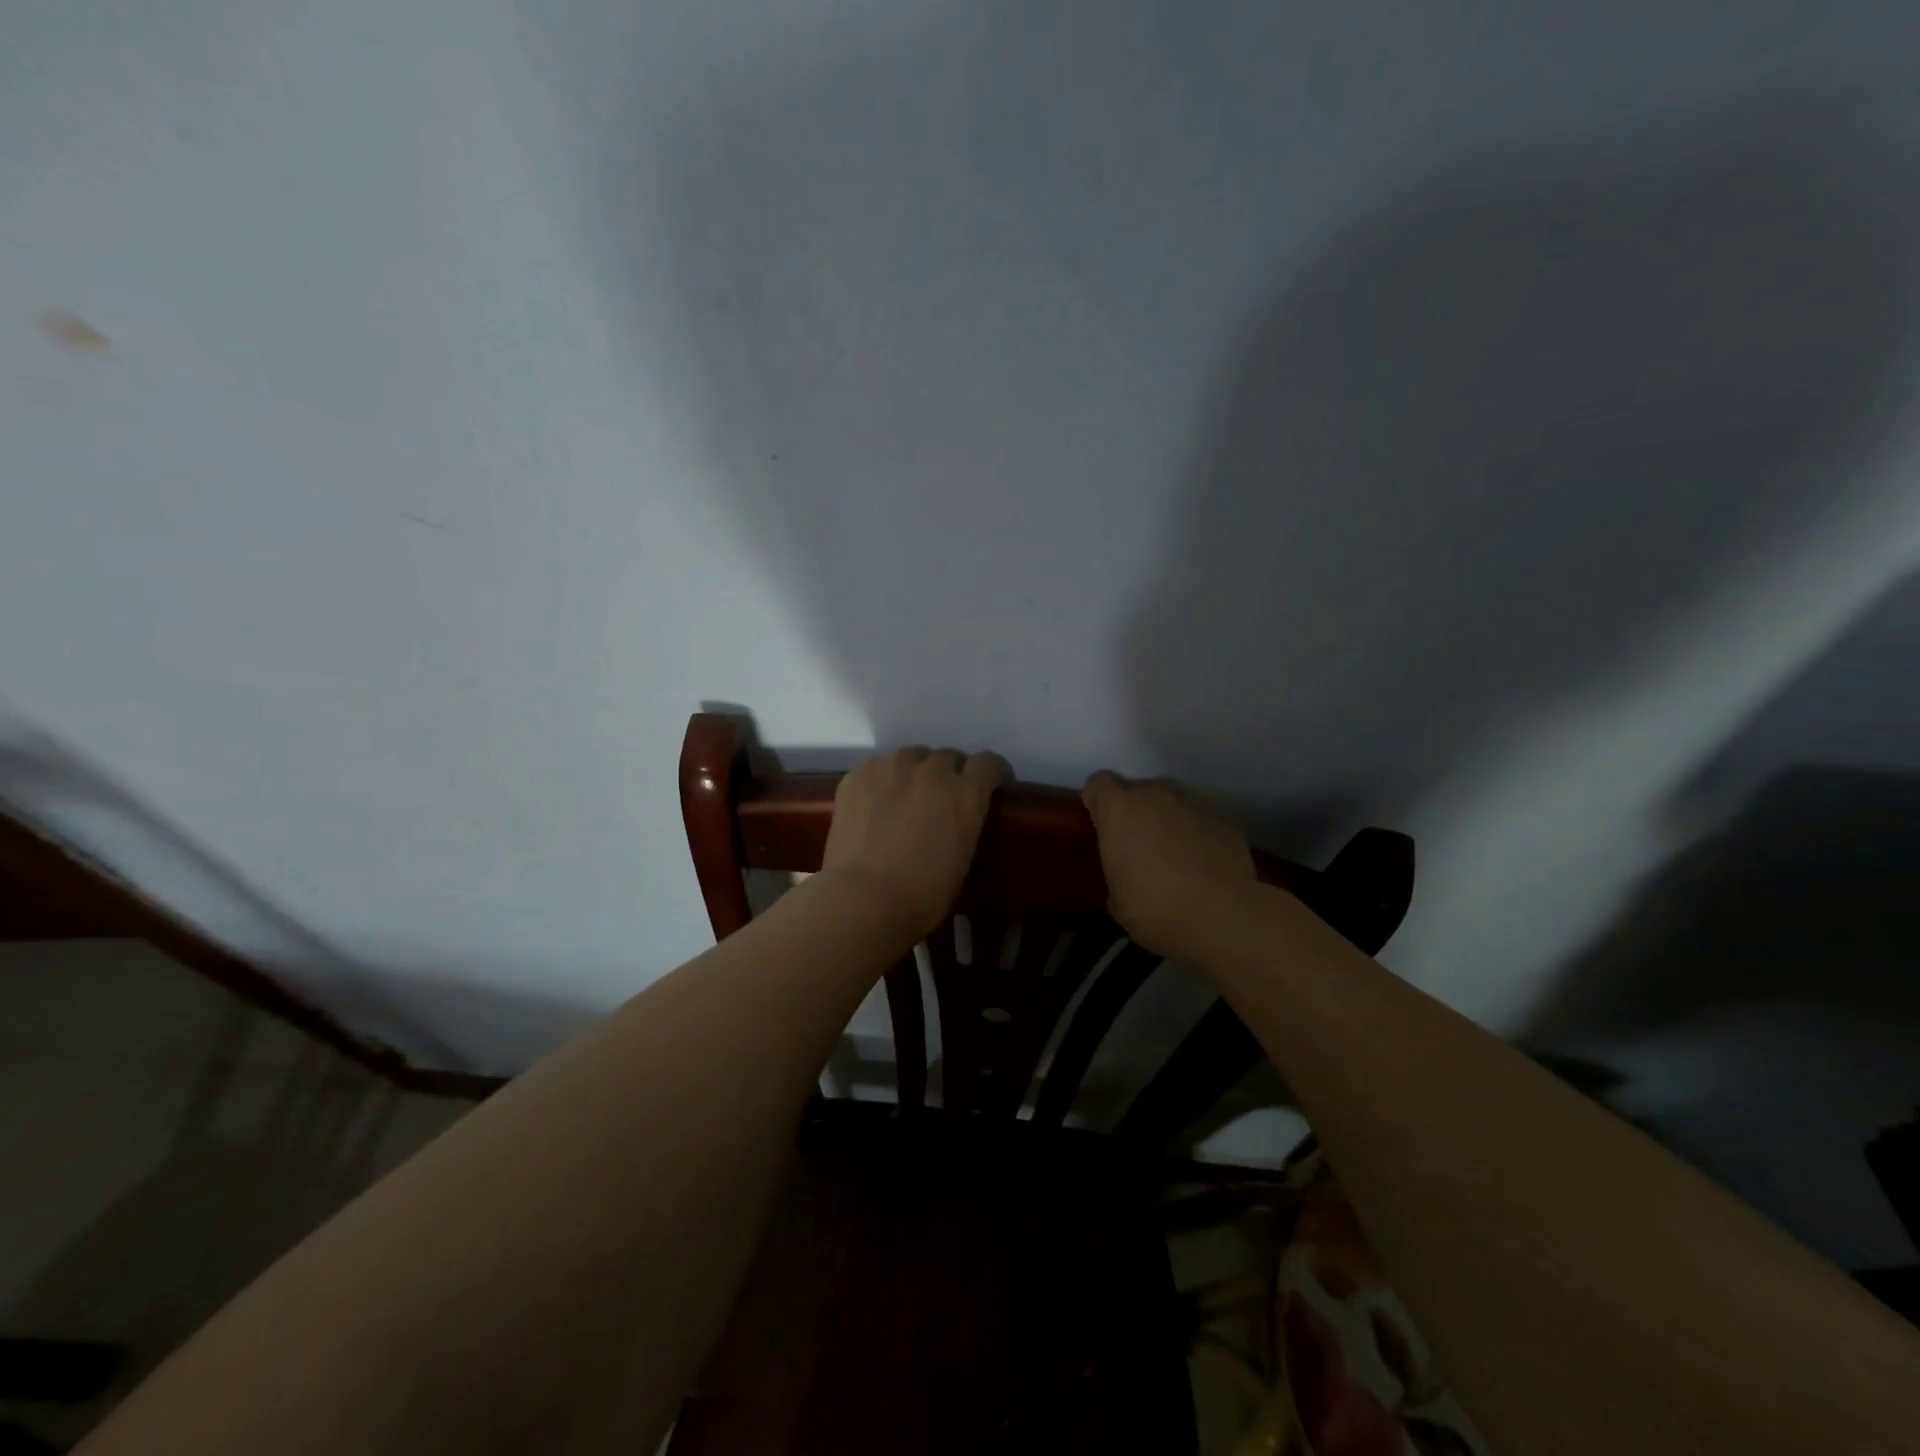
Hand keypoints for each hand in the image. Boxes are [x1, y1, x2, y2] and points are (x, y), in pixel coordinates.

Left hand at [823, 748, 1005, 941]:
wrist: (863, 899)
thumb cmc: (923, 896)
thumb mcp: (963, 860)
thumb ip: (965, 825)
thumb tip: (956, 821)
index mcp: (965, 794)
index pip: (987, 764)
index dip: (987, 775)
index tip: (984, 788)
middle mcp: (932, 771)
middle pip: (947, 757)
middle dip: (948, 774)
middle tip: (939, 800)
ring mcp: (892, 767)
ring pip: (911, 756)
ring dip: (914, 772)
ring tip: (904, 797)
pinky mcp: (859, 774)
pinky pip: (878, 767)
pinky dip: (881, 780)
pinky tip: (873, 805)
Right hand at [1081, 771, 1259, 960]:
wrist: (1223, 916)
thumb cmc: (1155, 907)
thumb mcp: (1117, 898)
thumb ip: (1117, 869)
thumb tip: (1128, 871)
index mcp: (1120, 809)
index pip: (1098, 784)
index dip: (1097, 802)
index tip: (1101, 826)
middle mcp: (1156, 794)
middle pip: (1138, 790)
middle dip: (1136, 812)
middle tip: (1138, 848)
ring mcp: (1194, 803)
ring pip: (1173, 802)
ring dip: (1168, 821)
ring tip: (1174, 858)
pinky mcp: (1225, 820)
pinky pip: (1201, 820)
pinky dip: (1198, 835)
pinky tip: (1203, 867)